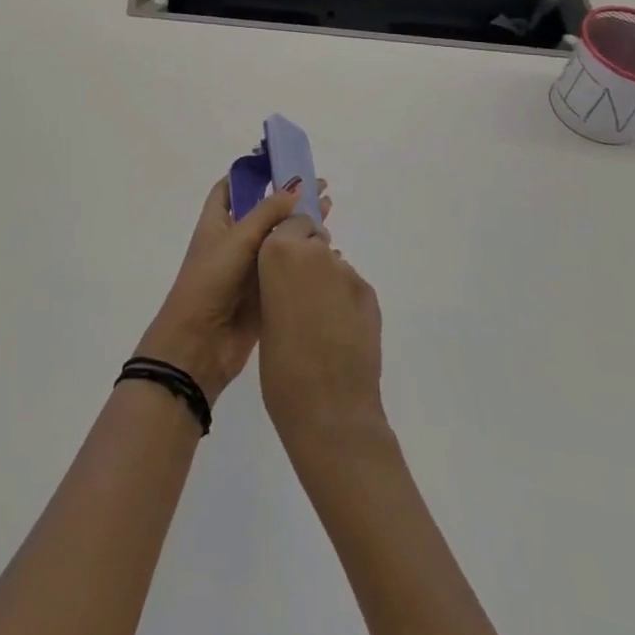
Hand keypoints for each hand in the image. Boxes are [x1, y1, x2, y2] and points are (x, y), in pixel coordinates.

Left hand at [135, 177, 326, 403]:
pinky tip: (329, 251)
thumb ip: (268, 213)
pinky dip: (304, 258)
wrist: (200, 343)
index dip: (254, 172)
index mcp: (217, 221)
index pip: (232, 186)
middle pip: (264, 211)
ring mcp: (249, 267)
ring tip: (331, 214)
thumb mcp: (237, 239)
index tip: (282, 161)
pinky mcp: (265, 292)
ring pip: (279, 240)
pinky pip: (286, 269)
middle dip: (289, 199)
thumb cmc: (211, 281)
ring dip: (301, 227)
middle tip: (322, 188)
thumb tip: (296, 187)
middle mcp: (233, 240)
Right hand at [258, 212, 385, 455]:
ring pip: (333, 265)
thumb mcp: (264, 315)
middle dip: (307, 257)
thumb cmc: (280, 368)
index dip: (286, 242)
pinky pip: (351, 287)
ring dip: (326, 281)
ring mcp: (346, 273)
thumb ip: (276, 284)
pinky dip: (345, 302)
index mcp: (278, 253)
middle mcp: (315, 253)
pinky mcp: (369, 294)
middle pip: (312, 239)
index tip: (281, 265)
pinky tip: (340, 332)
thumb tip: (288, 281)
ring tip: (320, 320)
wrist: (330, 410)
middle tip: (299, 294)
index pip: (287, 224)